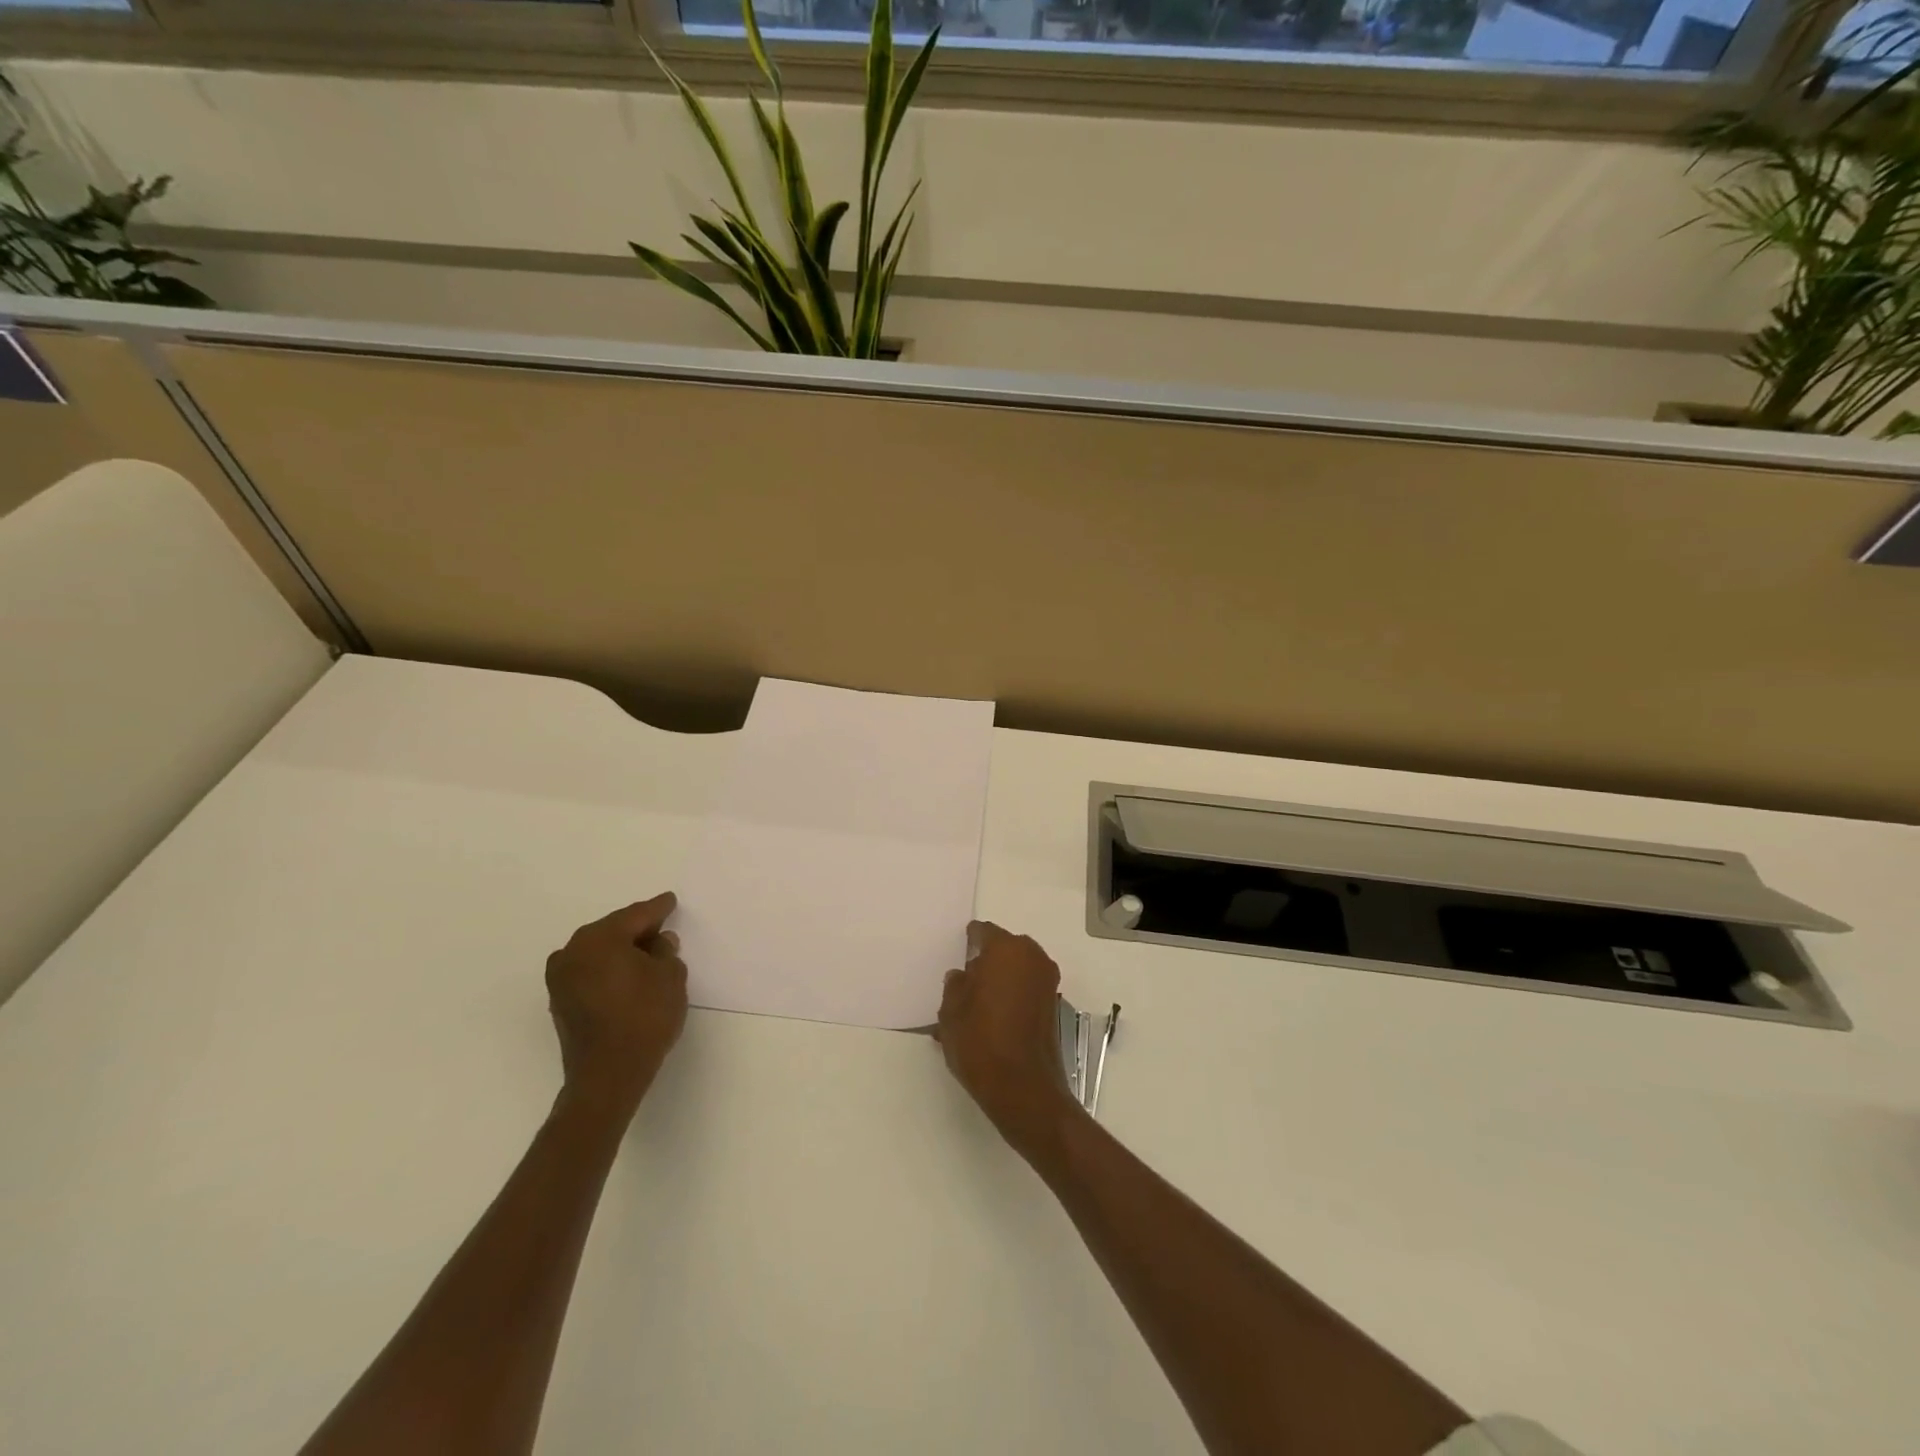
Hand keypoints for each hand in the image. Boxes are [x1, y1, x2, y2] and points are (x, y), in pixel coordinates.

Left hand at [545, 893, 687, 1120]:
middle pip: (613, 931)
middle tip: (661, 929)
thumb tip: (658, 942)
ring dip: (621, 951)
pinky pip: (590, 972)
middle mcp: (573, 951)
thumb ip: (666, 952)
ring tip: (647, 955)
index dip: (658, 908)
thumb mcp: (670, 977)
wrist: (608, 1075)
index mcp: (600, 938)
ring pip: (598, 952)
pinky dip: (608, 970)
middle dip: (637, 929)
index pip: (636, 915)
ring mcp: (561, 978)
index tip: (670, 901)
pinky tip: (627, 977)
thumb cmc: (644, 1017)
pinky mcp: (560, 1002)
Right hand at [937, 921, 1079, 1156]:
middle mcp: (1032, 957)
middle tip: (966, 983)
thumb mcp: (951, 1013)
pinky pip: (1028, 989)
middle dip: (987, 961)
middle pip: (1004, 949)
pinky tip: (995, 1020)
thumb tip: (961, 977)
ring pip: (1018, 970)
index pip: (983, 932)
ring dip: (1002, 980)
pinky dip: (1013, 996)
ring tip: (978, 1006)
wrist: (1023, 1089)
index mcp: (1006, 949)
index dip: (968, 943)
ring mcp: (1047, 982)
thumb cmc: (981, 1043)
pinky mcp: (1054, 1006)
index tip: (957, 957)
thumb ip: (955, 986)